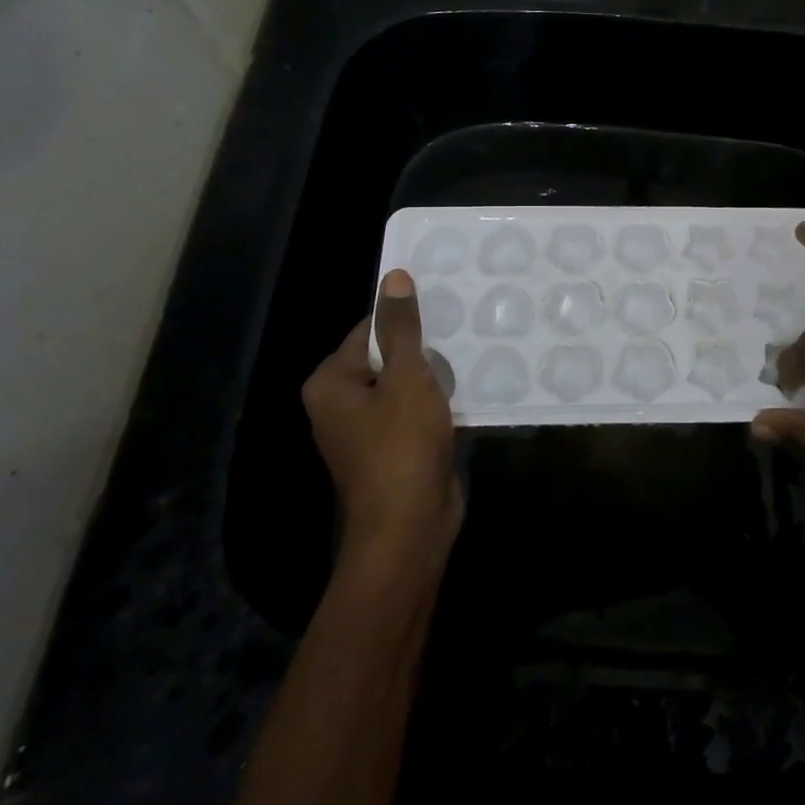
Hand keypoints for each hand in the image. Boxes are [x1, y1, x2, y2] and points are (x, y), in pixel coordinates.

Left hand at [302, 269, 461, 556]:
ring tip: (473, 352)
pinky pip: (415, 410)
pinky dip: (437, 400)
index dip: (407, 318)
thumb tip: (394, 276)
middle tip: (465, 328)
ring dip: (435, 374)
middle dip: (425, 347)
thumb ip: (403, 327)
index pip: (371, 329)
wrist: (409, 527)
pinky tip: (469, 388)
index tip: (446, 308)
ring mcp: (367, 429)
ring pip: (405, 384)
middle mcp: (341, 402)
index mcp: (331, 382)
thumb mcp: (407, 377)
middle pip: (388, 356)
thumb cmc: (401, 446)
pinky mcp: (394, 447)